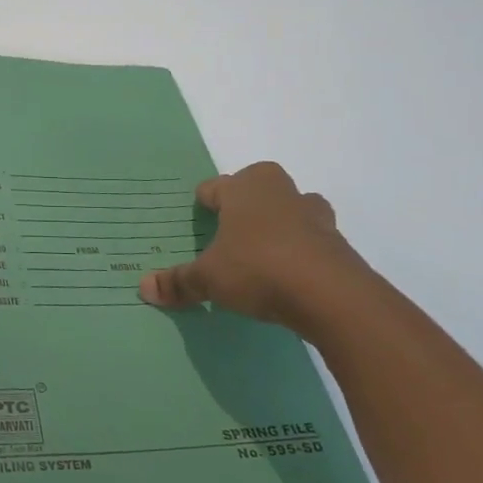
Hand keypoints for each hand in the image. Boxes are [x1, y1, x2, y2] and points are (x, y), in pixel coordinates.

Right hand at [139, 162, 365, 329]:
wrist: (333, 296)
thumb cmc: (259, 269)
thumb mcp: (209, 279)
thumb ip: (178, 282)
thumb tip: (144, 288)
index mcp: (244, 189)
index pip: (214, 187)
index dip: (203, 204)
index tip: (197, 222)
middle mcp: (279, 192)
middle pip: (257, 185)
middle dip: (246, 203)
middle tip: (230, 231)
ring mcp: (314, 215)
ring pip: (291, 207)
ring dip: (280, 222)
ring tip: (264, 251)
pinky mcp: (338, 242)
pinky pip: (312, 237)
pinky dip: (301, 249)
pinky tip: (290, 274)